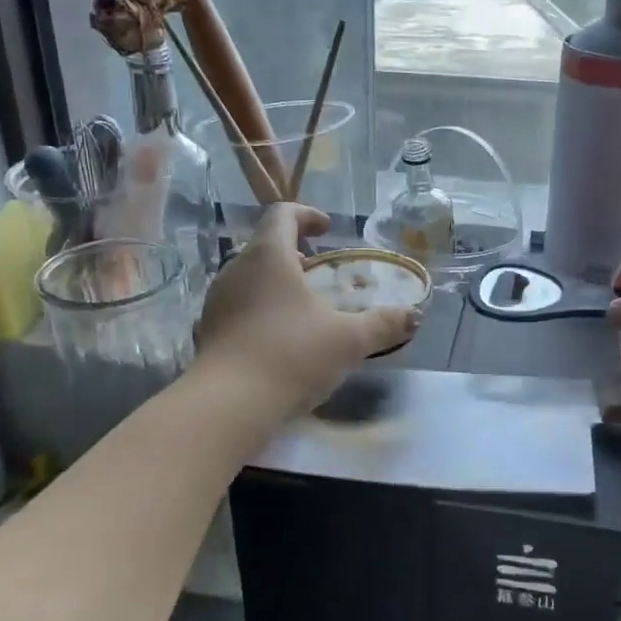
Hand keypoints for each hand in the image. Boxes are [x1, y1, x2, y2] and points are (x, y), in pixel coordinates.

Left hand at [194, 203, 421, 419]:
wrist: (228, 405)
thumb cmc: (291, 356)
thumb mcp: (348, 340)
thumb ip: (382, 324)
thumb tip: (413, 316)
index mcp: (268, 256)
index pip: (283, 214)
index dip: (307, 216)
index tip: (328, 230)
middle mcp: (236, 269)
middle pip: (265, 246)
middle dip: (295, 253)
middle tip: (321, 272)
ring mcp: (217, 301)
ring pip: (250, 277)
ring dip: (277, 283)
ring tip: (304, 308)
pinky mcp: (208, 331)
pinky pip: (239, 306)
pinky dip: (261, 309)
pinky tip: (281, 339)